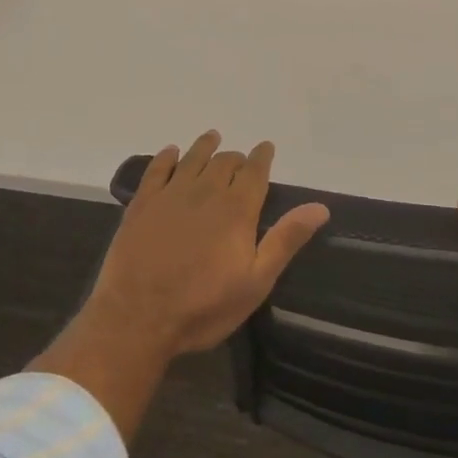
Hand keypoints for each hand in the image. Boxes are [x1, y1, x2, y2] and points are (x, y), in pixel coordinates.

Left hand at [88, 131, 329, 358]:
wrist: (138, 318)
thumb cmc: (204, 306)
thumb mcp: (256, 281)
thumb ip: (286, 240)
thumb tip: (320, 207)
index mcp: (237, 209)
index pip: (255, 171)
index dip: (263, 157)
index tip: (267, 148)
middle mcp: (206, 191)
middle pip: (224, 162)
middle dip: (236, 158)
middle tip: (240, 160)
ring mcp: (171, 194)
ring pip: (192, 158)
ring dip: (205, 147)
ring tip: (212, 138)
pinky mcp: (142, 204)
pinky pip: (157, 169)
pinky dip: (167, 157)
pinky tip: (171, 152)